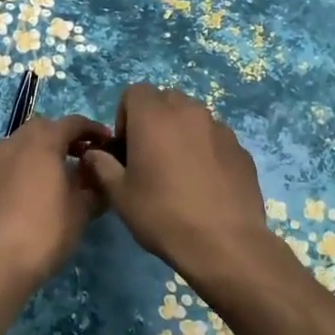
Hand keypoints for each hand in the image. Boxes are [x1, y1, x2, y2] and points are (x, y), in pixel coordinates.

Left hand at [0, 113, 110, 288]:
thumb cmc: (47, 230)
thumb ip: (93, 185)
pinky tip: (41, 186)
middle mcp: (16, 143)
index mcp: (42, 142)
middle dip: (65, 135)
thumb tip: (99, 176)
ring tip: (64, 170)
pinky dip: (29, 162)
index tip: (108, 143)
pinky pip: (13, 159)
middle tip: (85, 154)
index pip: (72, 123)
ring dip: (45, 148)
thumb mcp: (82, 209)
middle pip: (45, 127)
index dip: (93, 130)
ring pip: (25, 141)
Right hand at [78, 85, 274, 286]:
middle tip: (150, 156)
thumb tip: (94, 154)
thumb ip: (102, 166)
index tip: (127, 147)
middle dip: (154, 120)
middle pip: (166, 100)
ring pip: (193, 117)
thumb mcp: (120, 195)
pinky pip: (215, 137)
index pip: (135, 92)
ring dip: (182, 132)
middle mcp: (189, 112)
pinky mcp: (241, 148)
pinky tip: (205, 183)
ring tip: (180, 170)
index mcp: (154, 117)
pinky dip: (206, 149)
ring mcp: (220, 128)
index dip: (126, 115)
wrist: (224, 243)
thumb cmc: (162, 215)